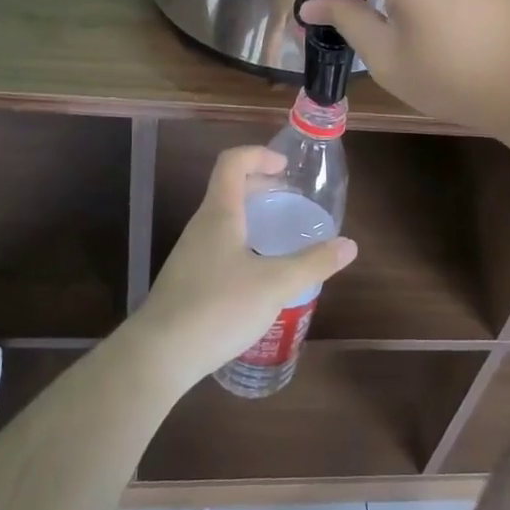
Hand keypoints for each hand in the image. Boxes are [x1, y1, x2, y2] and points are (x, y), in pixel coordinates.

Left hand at [135, 146, 356, 389]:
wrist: (160, 354)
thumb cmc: (218, 307)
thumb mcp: (275, 285)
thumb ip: (313, 263)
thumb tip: (349, 245)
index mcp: (220, 213)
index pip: (232, 162)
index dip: (259, 154)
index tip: (285, 167)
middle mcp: (202, 226)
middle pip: (228, 188)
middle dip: (260, 185)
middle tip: (290, 197)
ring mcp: (190, 253)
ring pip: (223, 218)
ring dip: (251, 215)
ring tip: (278, 233)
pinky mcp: (187, 279)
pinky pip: (218, 244)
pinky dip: (241, 241)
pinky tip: (257, 272)